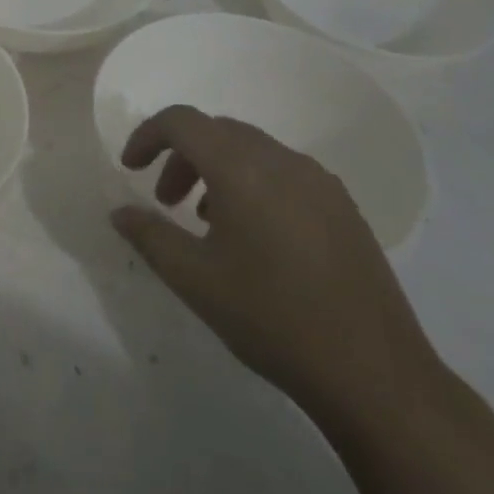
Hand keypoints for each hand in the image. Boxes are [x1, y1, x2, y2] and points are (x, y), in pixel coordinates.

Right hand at [112, 105, 439, 423]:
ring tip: (205, 221)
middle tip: (165, 201)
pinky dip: (252, 184)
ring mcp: (320, 181)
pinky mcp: (343, 206)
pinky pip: (284, 173)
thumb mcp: (194, 279)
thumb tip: (120, 212)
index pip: (183, 121)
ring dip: (216, 170)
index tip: (130, 169)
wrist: (373, 372)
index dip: (147, 136)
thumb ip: (149, 236)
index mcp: (243, 169)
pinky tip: (253, 237)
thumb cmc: (271, 318)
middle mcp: (283, 161)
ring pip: (252, 151)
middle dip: (181, 156)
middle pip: (218, 132)